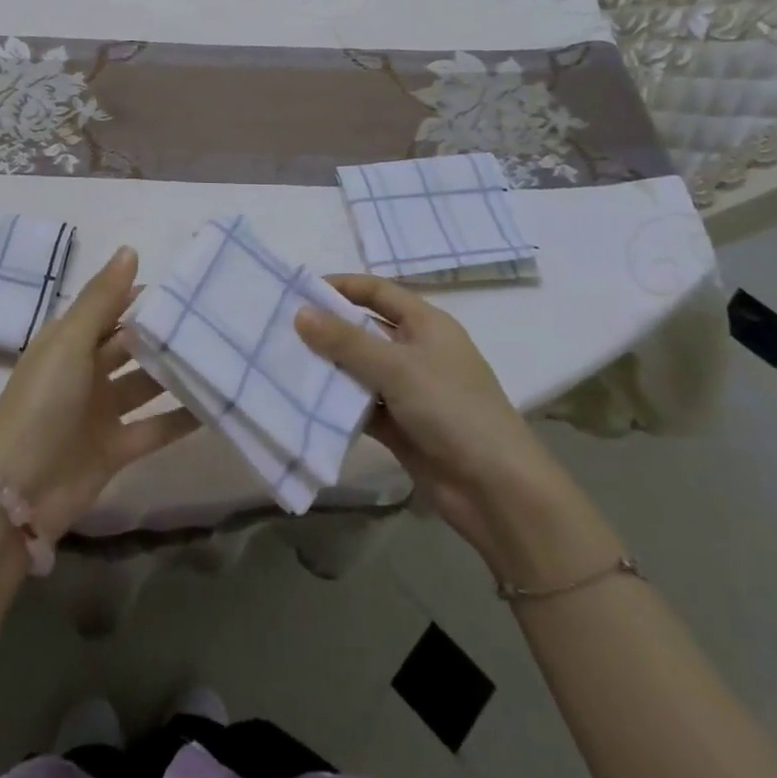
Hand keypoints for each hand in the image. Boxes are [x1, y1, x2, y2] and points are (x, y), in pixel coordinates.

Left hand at [0, 246, 197, 536]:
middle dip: (162, 335)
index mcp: (68, 341)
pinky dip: (180, 418)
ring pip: (145, 385)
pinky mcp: (116, 448)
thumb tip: (130, 249)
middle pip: (130, 346)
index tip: (183, 286)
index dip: (139, 296)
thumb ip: (103, 298)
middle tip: (210, 320)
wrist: (17, 490)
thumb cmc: (42, 401)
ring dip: (174, 373)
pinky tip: (214, 405)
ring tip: (219, 356)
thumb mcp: (70, 341)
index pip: (109, 310)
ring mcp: (100, 411)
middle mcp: (85, 371)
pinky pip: (154, 427)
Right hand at [296, 275, 555, 559]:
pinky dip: (336, 403)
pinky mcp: (398, 425)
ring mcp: (407, 390)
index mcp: (426, 324)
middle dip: (326, 329)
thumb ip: (346, 341)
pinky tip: (302, 400)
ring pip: (358, 369)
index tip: (299, 290)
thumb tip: (300, 313)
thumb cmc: (452, 409)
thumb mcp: (397, 367)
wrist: (496, 491)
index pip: (377, 292)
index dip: (341, 286)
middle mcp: (416, 351)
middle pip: (364, 329)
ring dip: (328, 368)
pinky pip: (359, 405)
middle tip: (280, 328)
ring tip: (282, 362)